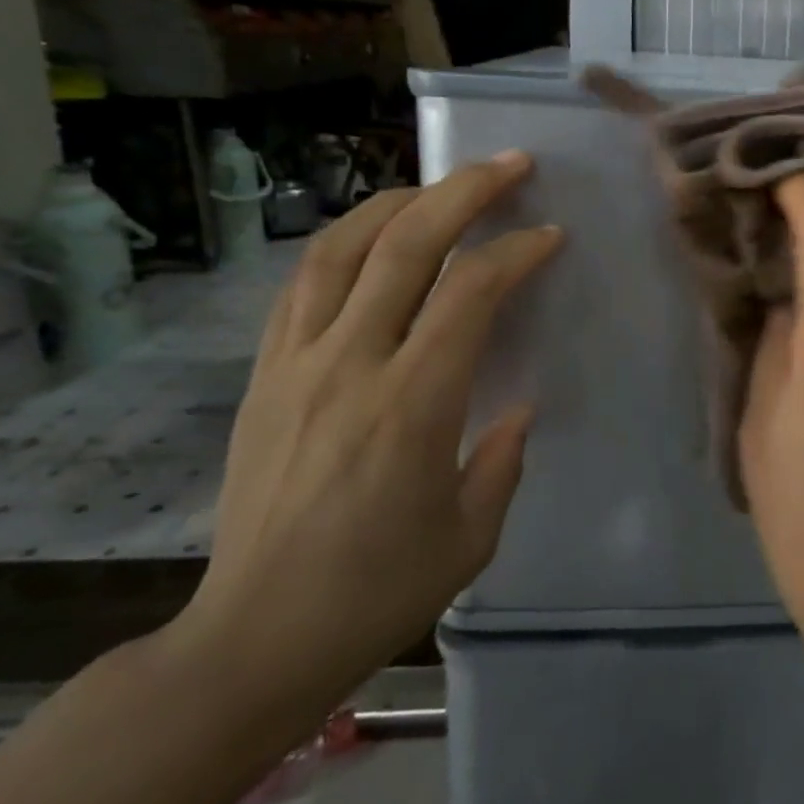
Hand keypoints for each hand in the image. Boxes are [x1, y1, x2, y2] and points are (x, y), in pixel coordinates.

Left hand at [170, 154, 561, 722]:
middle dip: (464, 191)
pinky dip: (344, 245)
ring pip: (342, 249)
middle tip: (509, 165)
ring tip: (438, 187)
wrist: (253, 639)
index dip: (516, 252)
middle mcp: (349, 365)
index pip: (469, 292)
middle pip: (405, 245)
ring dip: (397, 203)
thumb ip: (503, 458)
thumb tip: (517, 406)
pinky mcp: (264, 376)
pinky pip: (303, 286)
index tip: (549, 237)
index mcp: (412, 404)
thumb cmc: (377, 591)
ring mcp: (296, 364)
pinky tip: (372, 240)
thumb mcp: (471, 535)